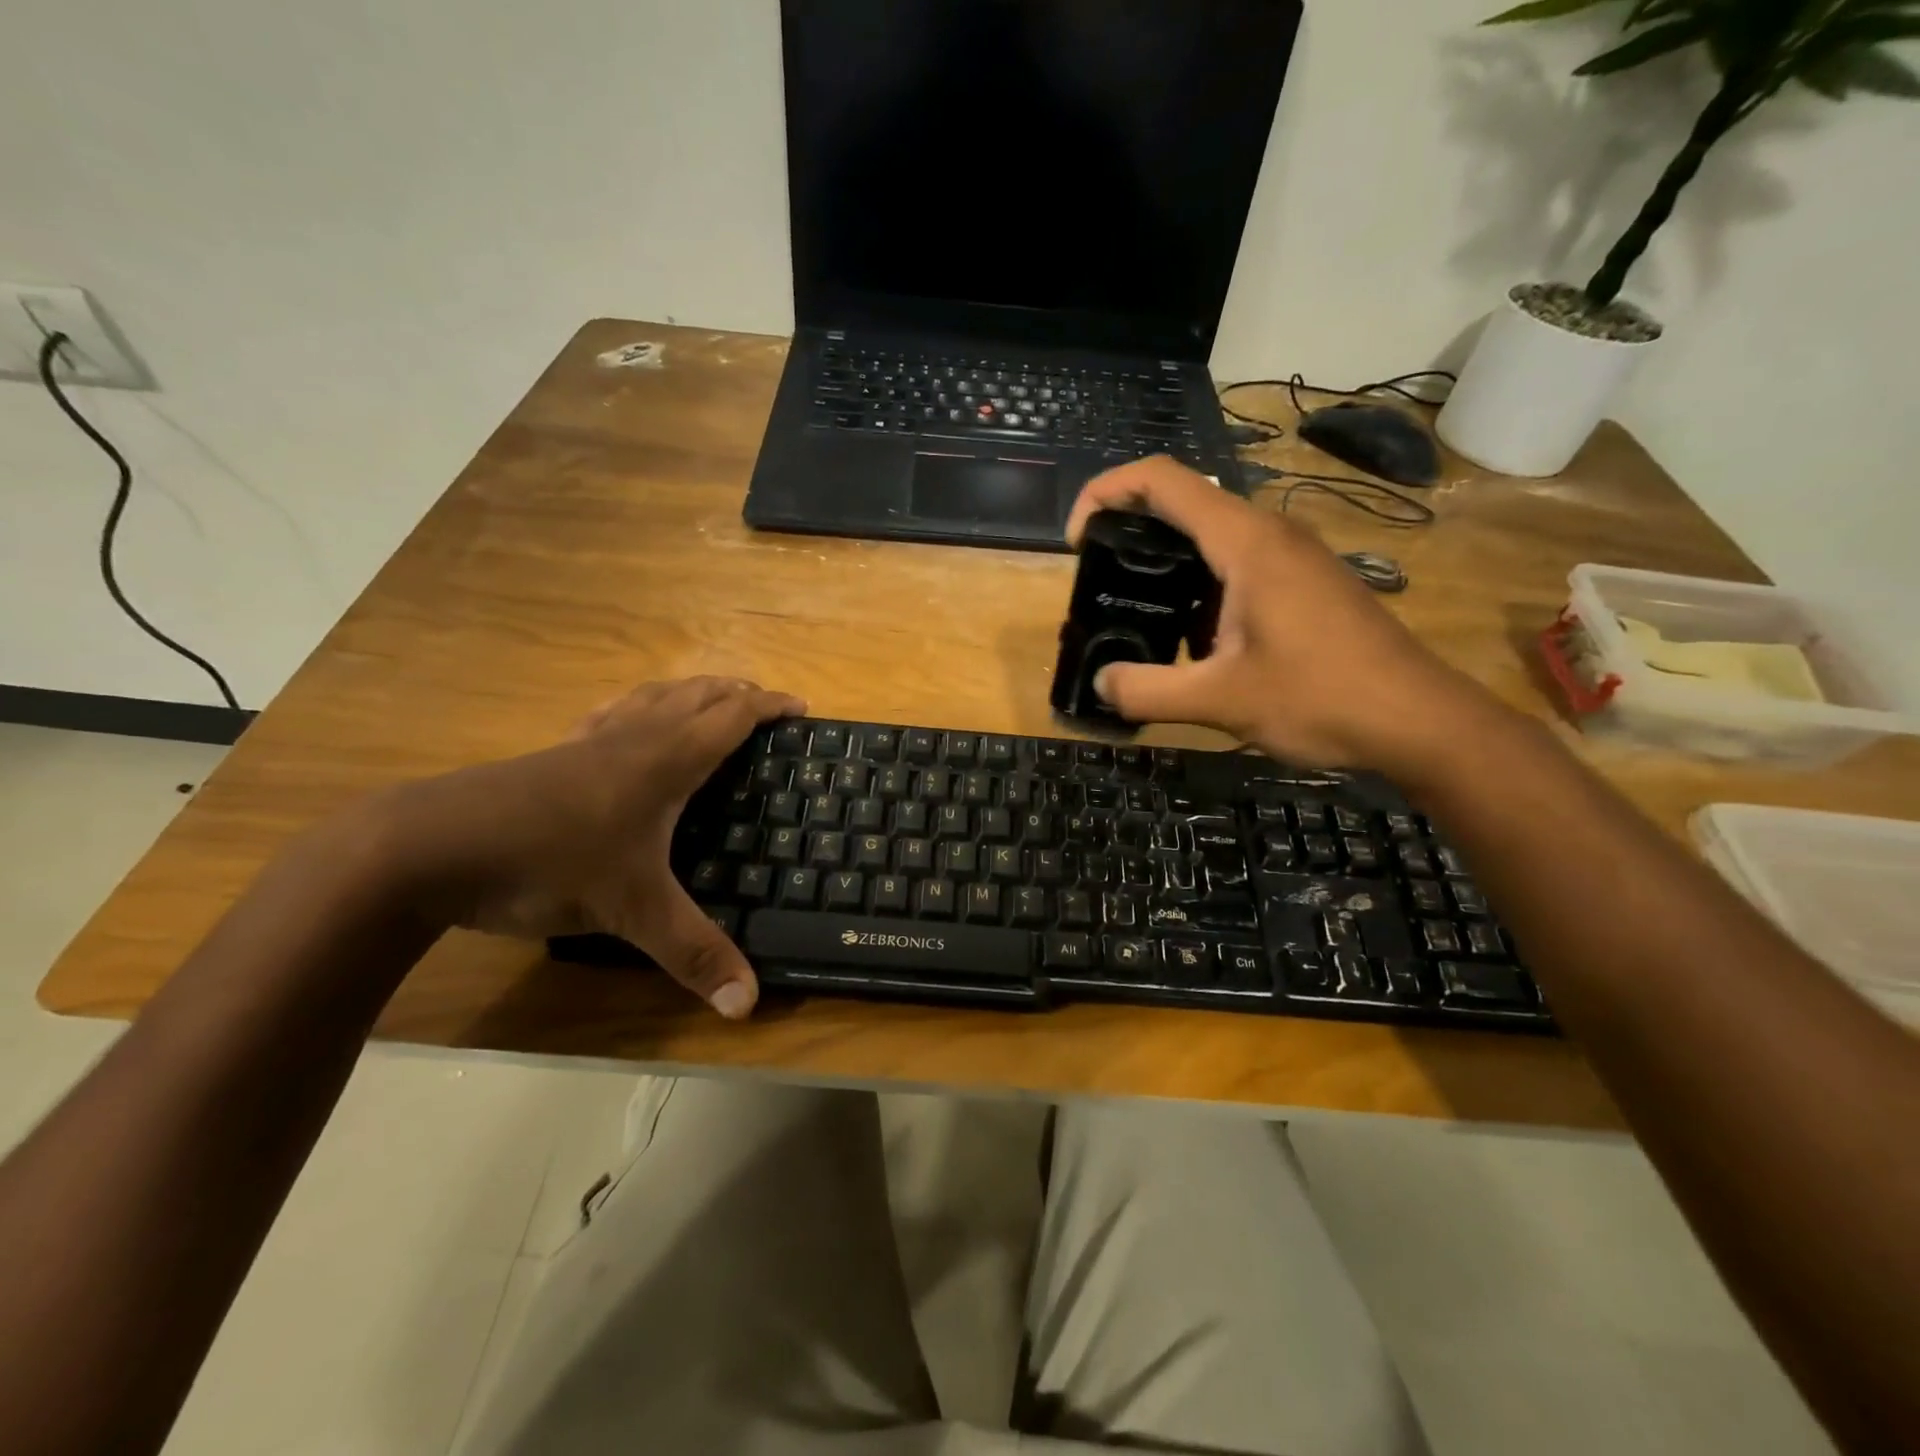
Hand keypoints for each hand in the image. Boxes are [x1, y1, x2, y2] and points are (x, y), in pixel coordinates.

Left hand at [381, 677, 804, 1018]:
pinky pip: (612, 714)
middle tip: (766, 703)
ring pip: (652, 697)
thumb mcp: (629, 911)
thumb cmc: (547, 861)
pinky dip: (639, 708)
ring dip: (691, 692)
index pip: (731, 717)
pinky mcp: (553, 754)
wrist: (427, 846)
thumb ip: (692, 954)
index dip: (769, 707)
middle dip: (737, 692)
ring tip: (710, 701)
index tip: (801, 708)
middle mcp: (632, 738)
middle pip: (696, 695)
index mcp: (664, 760)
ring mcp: (588, 742)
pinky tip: (627, 726)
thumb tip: (748, 1005)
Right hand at [1065, 457, 1494, 773]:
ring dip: (1165, 562)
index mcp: (1245, 542)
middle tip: (1100, 581)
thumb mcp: (1220, 701)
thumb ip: (1147, 691)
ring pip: (1211, 535)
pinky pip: (1237, 563)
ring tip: (1139, 614)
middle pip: (1183, 501)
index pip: (1160, 479)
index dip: (1105, 492)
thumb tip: (1101, 684)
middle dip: (1129, 529)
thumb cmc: (1321, 698)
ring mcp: (1292, 556)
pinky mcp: (1305, 582)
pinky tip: (1195, 642)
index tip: (1078, 541)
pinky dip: (1199, 585)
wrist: (1419, 720)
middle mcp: (1269, 534)